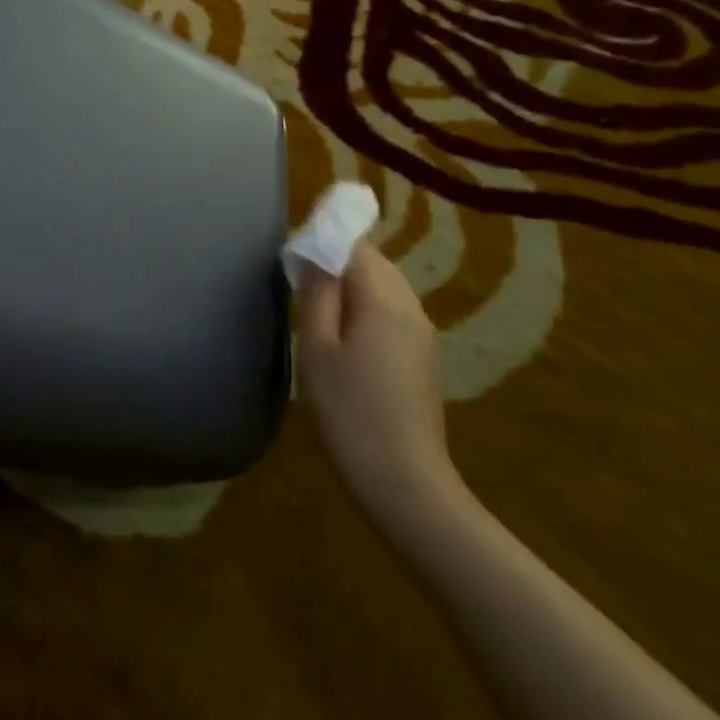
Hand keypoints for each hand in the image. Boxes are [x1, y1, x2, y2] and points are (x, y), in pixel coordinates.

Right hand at [297, 244, 459, 527]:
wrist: (404, 481)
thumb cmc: (350, 411)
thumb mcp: (317, 348)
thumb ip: (317, 294)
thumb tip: (315, 252)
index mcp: (385, 299)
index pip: (357, 245)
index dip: (325, 238)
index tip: (295, 253)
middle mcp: (411, 307)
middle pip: (374, 263)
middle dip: (338, 261)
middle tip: (299, 282)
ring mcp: (422, 333)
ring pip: (385, 287)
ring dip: (352, 286)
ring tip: (317, 310)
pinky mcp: (423, 357)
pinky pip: (392, 312)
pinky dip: (366, 308)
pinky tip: (345, 338)